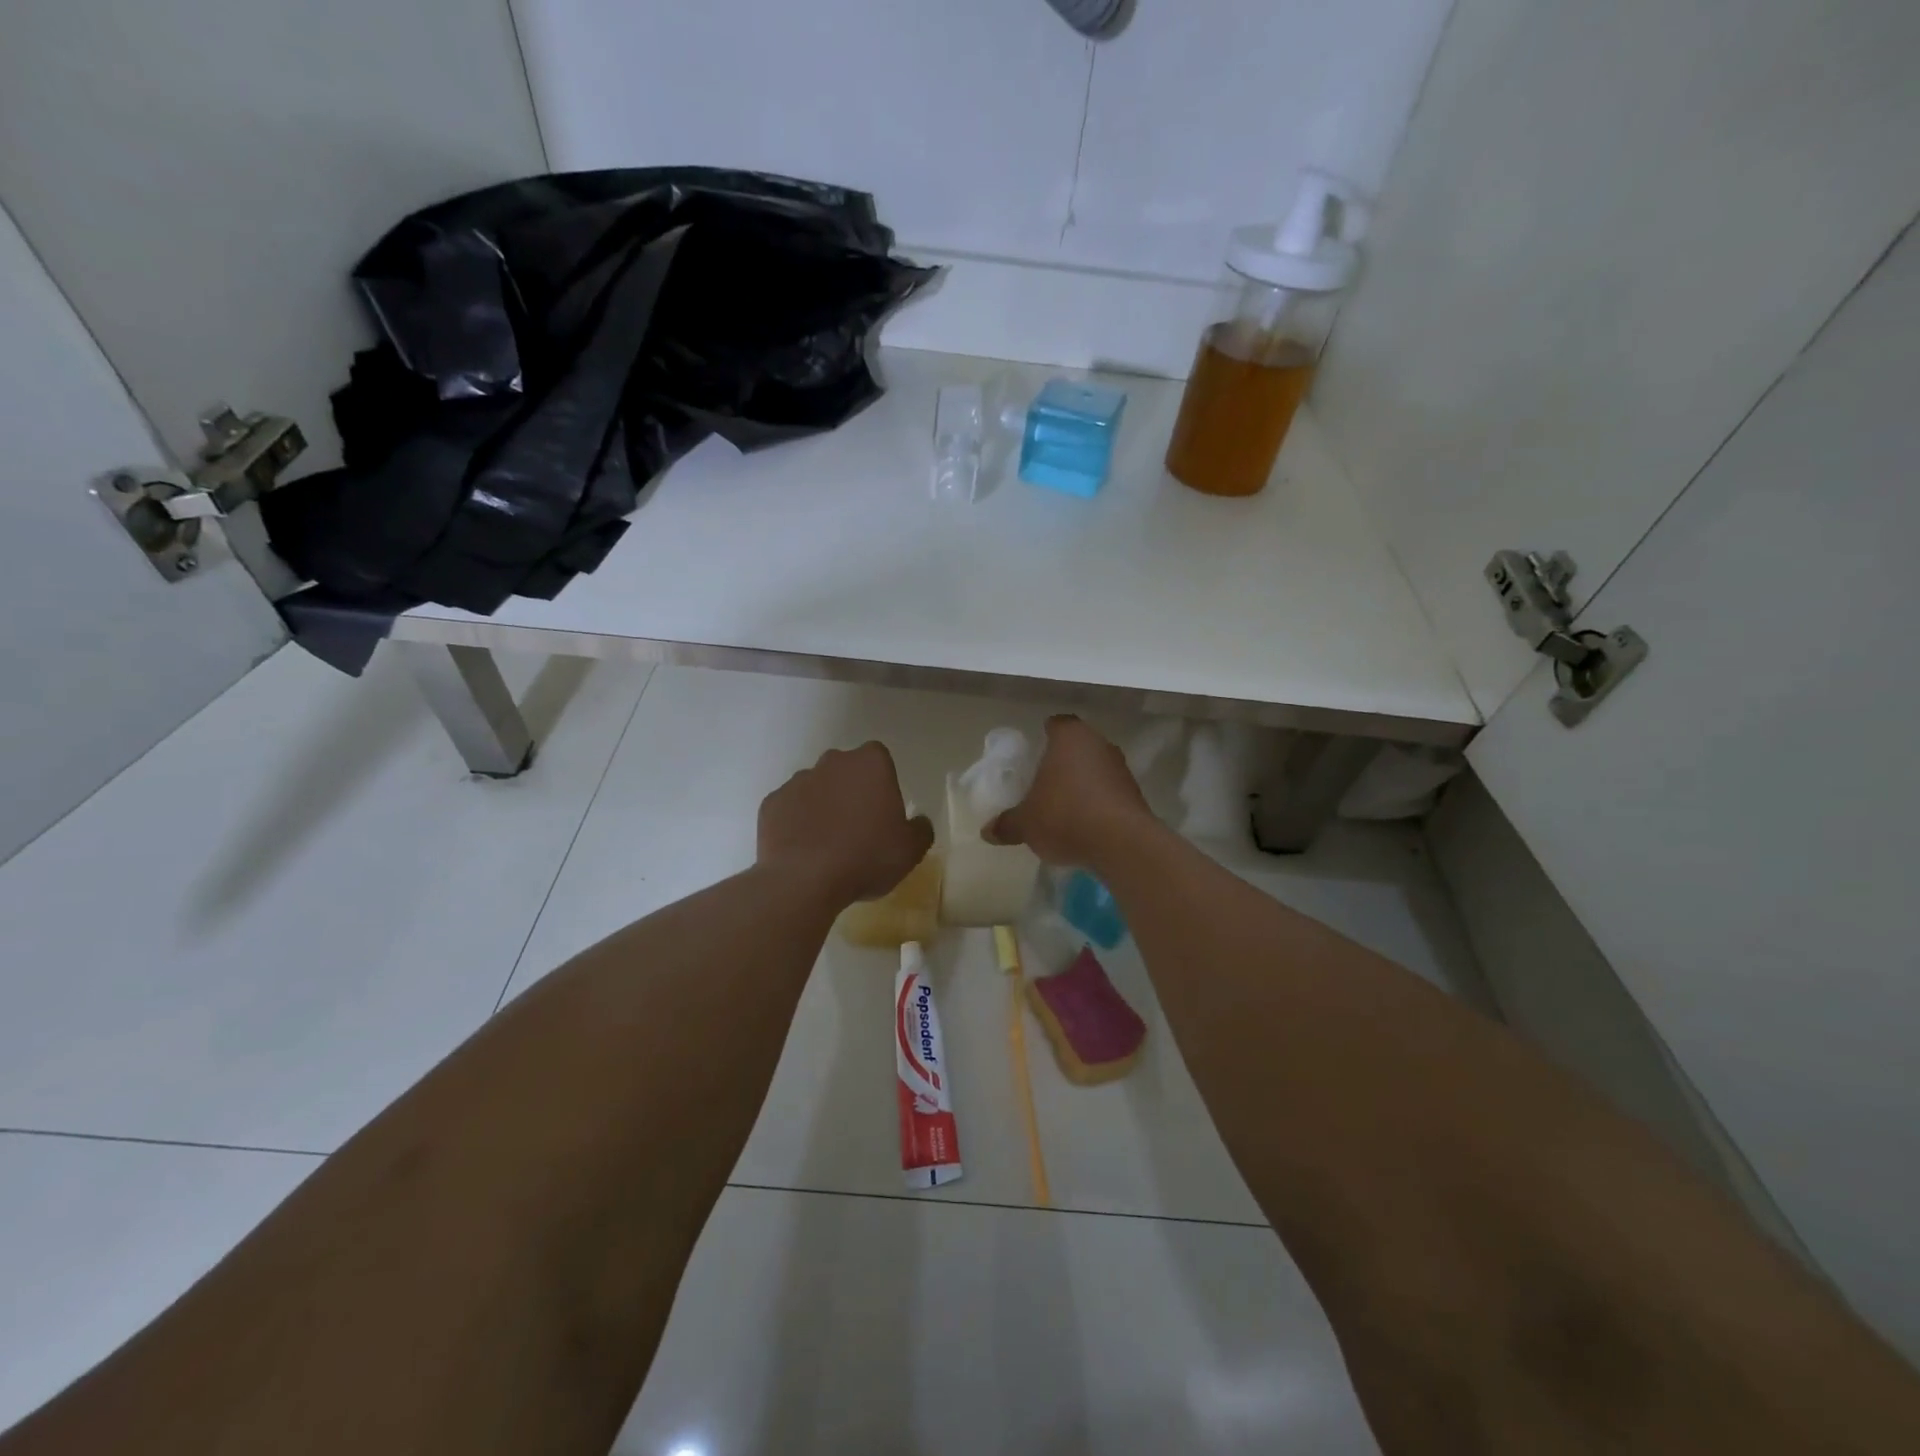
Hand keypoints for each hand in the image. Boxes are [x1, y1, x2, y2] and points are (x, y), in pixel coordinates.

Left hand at [758, 741, 934, 908]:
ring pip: (815, 788)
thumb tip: (919, 822)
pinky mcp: (771, 804)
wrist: (805, 880)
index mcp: (870, 764)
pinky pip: (789, 809)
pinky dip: (796, 824)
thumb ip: (920, 829)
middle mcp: (832, 762)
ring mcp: (797, 781)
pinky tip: (803, 850)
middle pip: (845, 770)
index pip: (879, 759)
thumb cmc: (866, 857)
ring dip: (822, 807)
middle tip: (858, 828)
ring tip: (827, 844)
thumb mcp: (911, 850)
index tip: (883, 812)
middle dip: (850, 791)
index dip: (882, 784)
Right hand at [986, 716, 1153, 867]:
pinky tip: (1085, 823)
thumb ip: (1007, 824)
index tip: (1034, 753)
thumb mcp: (1026, 823)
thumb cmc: (1065, 816)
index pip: (1056, 724)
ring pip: (1096, 768)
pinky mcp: (1136, 794)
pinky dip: (1098, 802)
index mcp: (1070, 737)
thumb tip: (988, 831)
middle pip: (1077, 746)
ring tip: (1064, 806)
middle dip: (1062, 762)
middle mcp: (1099, 744)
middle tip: (1044, 781)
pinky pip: (1110, 791)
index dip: (1044, 736)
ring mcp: (1121, 768)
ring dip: (1082, 782)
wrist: (1122, 844)